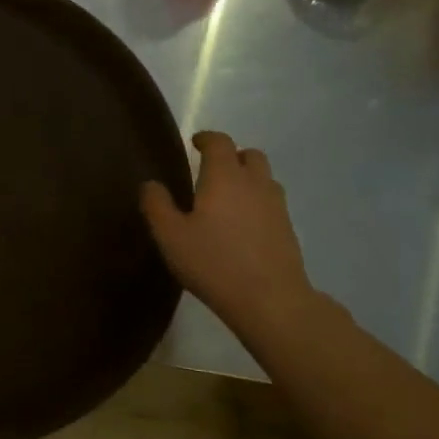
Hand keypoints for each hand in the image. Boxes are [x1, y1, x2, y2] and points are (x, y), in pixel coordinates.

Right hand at [140, 133, 314, 341]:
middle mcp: (255, 183)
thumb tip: (150, 184)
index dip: (206, 138)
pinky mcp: (288, 229)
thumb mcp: (170, 236)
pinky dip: (257, 202)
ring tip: (228, 197)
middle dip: (232, 155)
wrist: (270, 299)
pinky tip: (243, 225)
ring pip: (265, 178)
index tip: (195, 142)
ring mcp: (277, 206)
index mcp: (225, 177)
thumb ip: (157, 205)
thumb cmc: (213, 262)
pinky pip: (272, 202)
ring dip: (248, 178)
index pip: (220, 142)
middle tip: (212, 170)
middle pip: (250, 155)